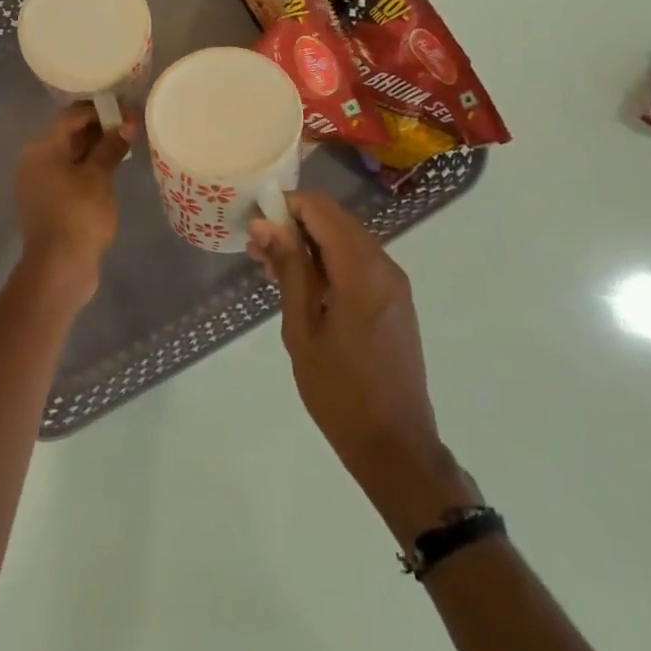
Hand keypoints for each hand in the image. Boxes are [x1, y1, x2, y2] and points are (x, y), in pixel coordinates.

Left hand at [13, 103, 136, 298]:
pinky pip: (68, 176)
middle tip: (132, 129)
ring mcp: (38, 184)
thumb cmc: (78, 214)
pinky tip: (110, 173)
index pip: (72, 116)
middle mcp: (34, 160)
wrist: (58, 266)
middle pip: (69, 135)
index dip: (102, 110)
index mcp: (42, 147)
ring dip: (96, 150)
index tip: (129, 111)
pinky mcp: (46, 203)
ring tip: (125, 149)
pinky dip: (87, 169)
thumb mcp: (99, 177)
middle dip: (100, 129)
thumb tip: (127, 124)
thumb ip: (111, 146)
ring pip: (70, 157)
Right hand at [248, 192, 479, 539]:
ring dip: (310, 245)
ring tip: (270, 268)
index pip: (322, 210)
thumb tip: (265, 223)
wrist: (394, 444)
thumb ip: (289, 269)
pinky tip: (301, 285)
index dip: (287, 205)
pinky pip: (358, 263)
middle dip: (295, 225)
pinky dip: (329, 263)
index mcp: (362, 271)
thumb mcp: (302, 329)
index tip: (255, 222)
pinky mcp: (395, 301)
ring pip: (347, 241)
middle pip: (336, 221)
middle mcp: (385, 266)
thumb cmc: (339, 391)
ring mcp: (394, 284)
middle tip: (256, 248)